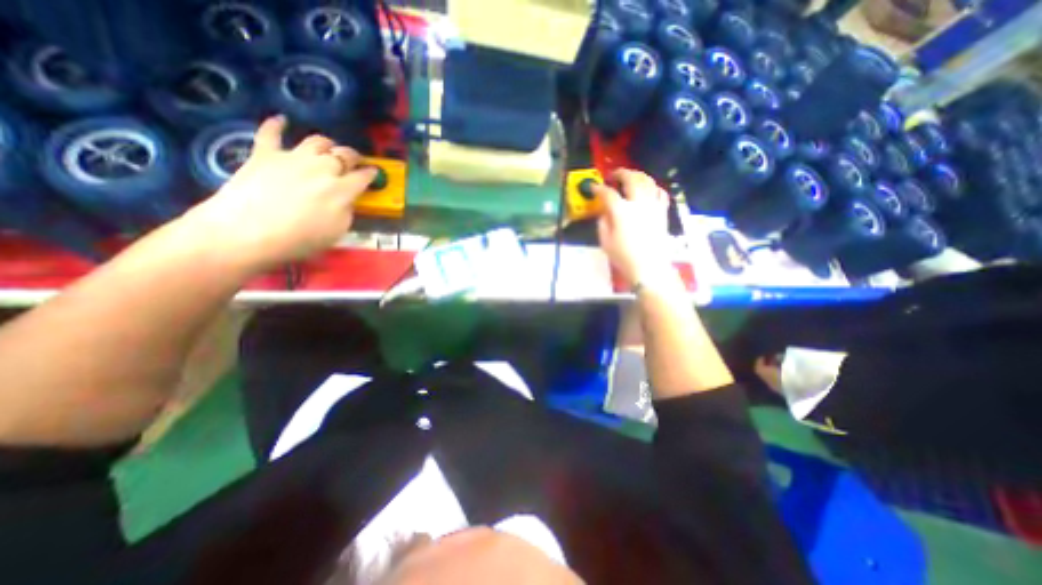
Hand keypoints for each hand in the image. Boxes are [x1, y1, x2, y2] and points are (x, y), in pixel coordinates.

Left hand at [185, 114, 376, 270]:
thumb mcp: (338, 231)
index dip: (371, 174)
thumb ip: (347, 210)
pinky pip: (271, 133)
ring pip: (317, 141)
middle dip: (353, 157)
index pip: (363, 176)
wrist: (248, 233)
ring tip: (329, 148)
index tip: (374, 173)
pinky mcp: (265, 154)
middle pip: (343, 154)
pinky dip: (277, 125)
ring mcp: (293, 157)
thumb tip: (346, 199)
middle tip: (355, 161)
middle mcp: (322, 167)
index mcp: (342, 189)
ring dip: (328, 144)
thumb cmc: (300, 239)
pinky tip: (282, 120)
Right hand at [598, 168, 672, 286]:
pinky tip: (648, 190)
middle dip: (620, 173)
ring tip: (630, 178)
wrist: (649, 268)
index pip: (608, 193)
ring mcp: (653, 206)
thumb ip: (603, 223)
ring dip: (637, 176)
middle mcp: (638, 203)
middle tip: (613, 176)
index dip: (598, 188)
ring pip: (648, 181)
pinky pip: (660, 192)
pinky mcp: (662, 212)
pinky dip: (653, 187)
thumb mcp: (605, 241)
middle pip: (631, 179)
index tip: (593, 187)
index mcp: (621, 211)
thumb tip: (604, 212)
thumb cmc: (624, 257)